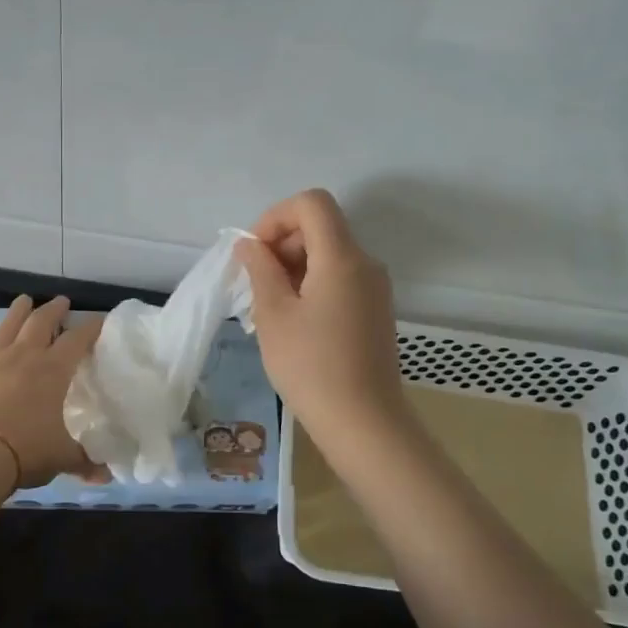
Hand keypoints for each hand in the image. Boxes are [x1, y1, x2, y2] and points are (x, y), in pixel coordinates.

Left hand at [0, 296, 103, 488]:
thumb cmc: (26, 451)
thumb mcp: (62, 458)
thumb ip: (85, 461)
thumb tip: (106, 476)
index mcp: (53, 370)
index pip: (78, 339)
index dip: (91, 327)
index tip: (100, 320)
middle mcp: (24, 356)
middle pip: (41, 322)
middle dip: (54, 309)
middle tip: (61, 302)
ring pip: (6, 326)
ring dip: (17, 311)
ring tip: (24, 301)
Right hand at [236, 190, 406, 447]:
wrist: (364, 423)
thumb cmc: (311, 367)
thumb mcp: (273, 315)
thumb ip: (260, 269)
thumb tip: (250, 244)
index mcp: (342, 257)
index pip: (312, 203)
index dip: (276, 216)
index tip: (255, 252)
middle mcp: (365, 263)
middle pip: (321, 227)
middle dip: (283, 243)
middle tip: (256, 283)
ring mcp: (375, 288)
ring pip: (330, 254)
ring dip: (295, 266)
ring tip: (270, 307)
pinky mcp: (376, 311)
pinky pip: (341, 278)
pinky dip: (313, 284)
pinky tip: (295, 322)